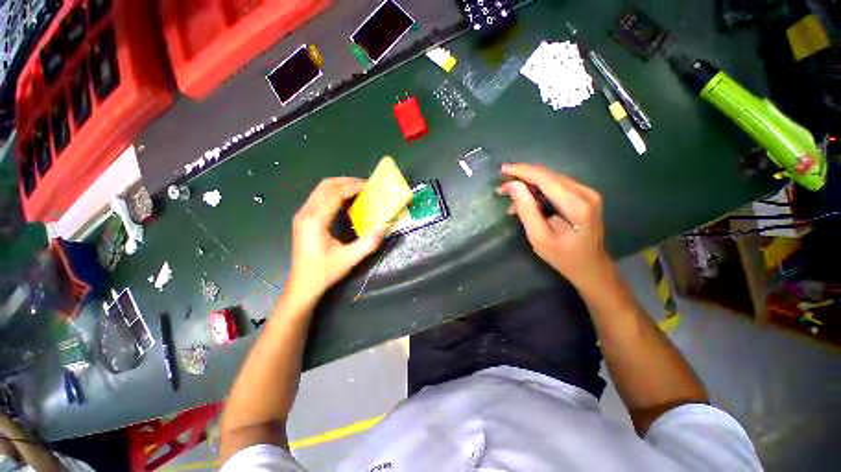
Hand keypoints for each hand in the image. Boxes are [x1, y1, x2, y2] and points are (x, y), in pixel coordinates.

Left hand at [286, 178, 385, 300]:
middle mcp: (305, 213)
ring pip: (320, 190)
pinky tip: (345, 201)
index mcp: (315, 221)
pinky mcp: (302, 219)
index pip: (335, 194)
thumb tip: (384, 226)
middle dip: (347, 182)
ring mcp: (302, 215)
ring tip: (358, 190)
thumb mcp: (350, 259)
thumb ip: (369, 242)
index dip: (353, 187)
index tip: (369, 186)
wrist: (302, 285)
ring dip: (339, 186)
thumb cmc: (325, 272)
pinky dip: (333, 193)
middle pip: (326, 186)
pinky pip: (318, 197)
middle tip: (366, 185)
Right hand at [497, 163, 612, 288]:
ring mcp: (587, 193)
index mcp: (577, 205)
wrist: (591, 267)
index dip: (522, 171)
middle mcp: (585, 192)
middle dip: (522, 178)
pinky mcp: (584, 196)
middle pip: (548, 175)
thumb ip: (526, 210)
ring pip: (551, 179)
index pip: (545, 178)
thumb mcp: (539, 237)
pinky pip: (557, 186)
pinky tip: (526, 201)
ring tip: (510, 197)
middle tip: (501, 188)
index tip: (502, 170)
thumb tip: (513, 186)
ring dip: (529, 184)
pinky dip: (538, 190)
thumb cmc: (563, 257)